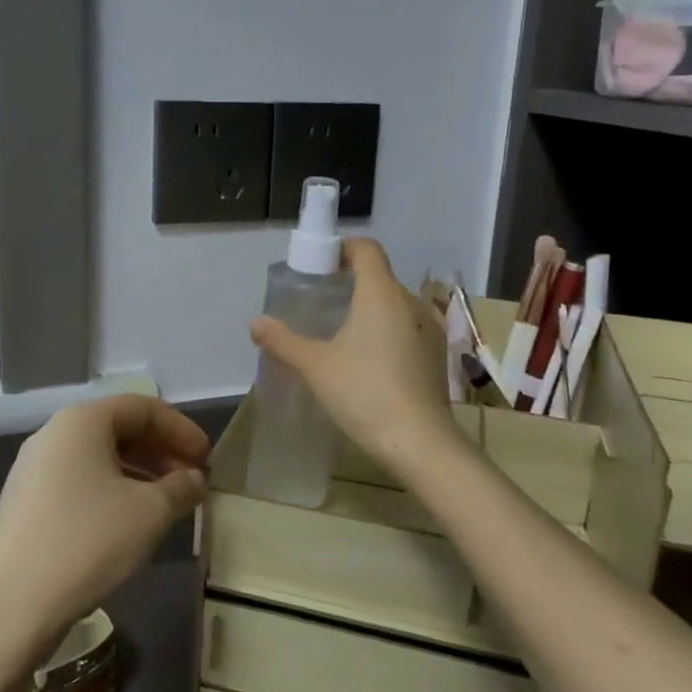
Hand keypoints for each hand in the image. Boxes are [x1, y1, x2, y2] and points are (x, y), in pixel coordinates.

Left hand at [0, 395, 209, 647]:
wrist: (11, 606)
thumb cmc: (88, 542)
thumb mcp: (150, 512)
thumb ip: (180, 488)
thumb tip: (193, 479)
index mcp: (81, 422)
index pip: (143, 408)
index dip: (181, 429)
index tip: (206, 459)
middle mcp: (53, 435)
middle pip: (118, 429)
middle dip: (160, 451)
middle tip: (190, 480)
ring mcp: (32, 470)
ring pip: (98, 458)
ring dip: (138, 474)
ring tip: (165, 504)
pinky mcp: (24, 505)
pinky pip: (78, 483)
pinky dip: (111, 492)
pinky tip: (128, 524)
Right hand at [249, 238, 460, 478]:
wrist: (420, 443)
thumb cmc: (364, 394)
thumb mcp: (316, 367)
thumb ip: (284, 341)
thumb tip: (255, 323)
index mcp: (381, 294)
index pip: (366, 249)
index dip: (341, 249)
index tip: (319, 267)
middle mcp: (410, 302)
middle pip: (378, 276)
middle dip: (349, 283)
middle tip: (319, 304)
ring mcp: (429, 328)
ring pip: (393, 304)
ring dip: (368, 309)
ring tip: (340, 334)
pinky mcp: (436, 354)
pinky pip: (406, 328)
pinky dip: (385, 331)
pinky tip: (368, 361)